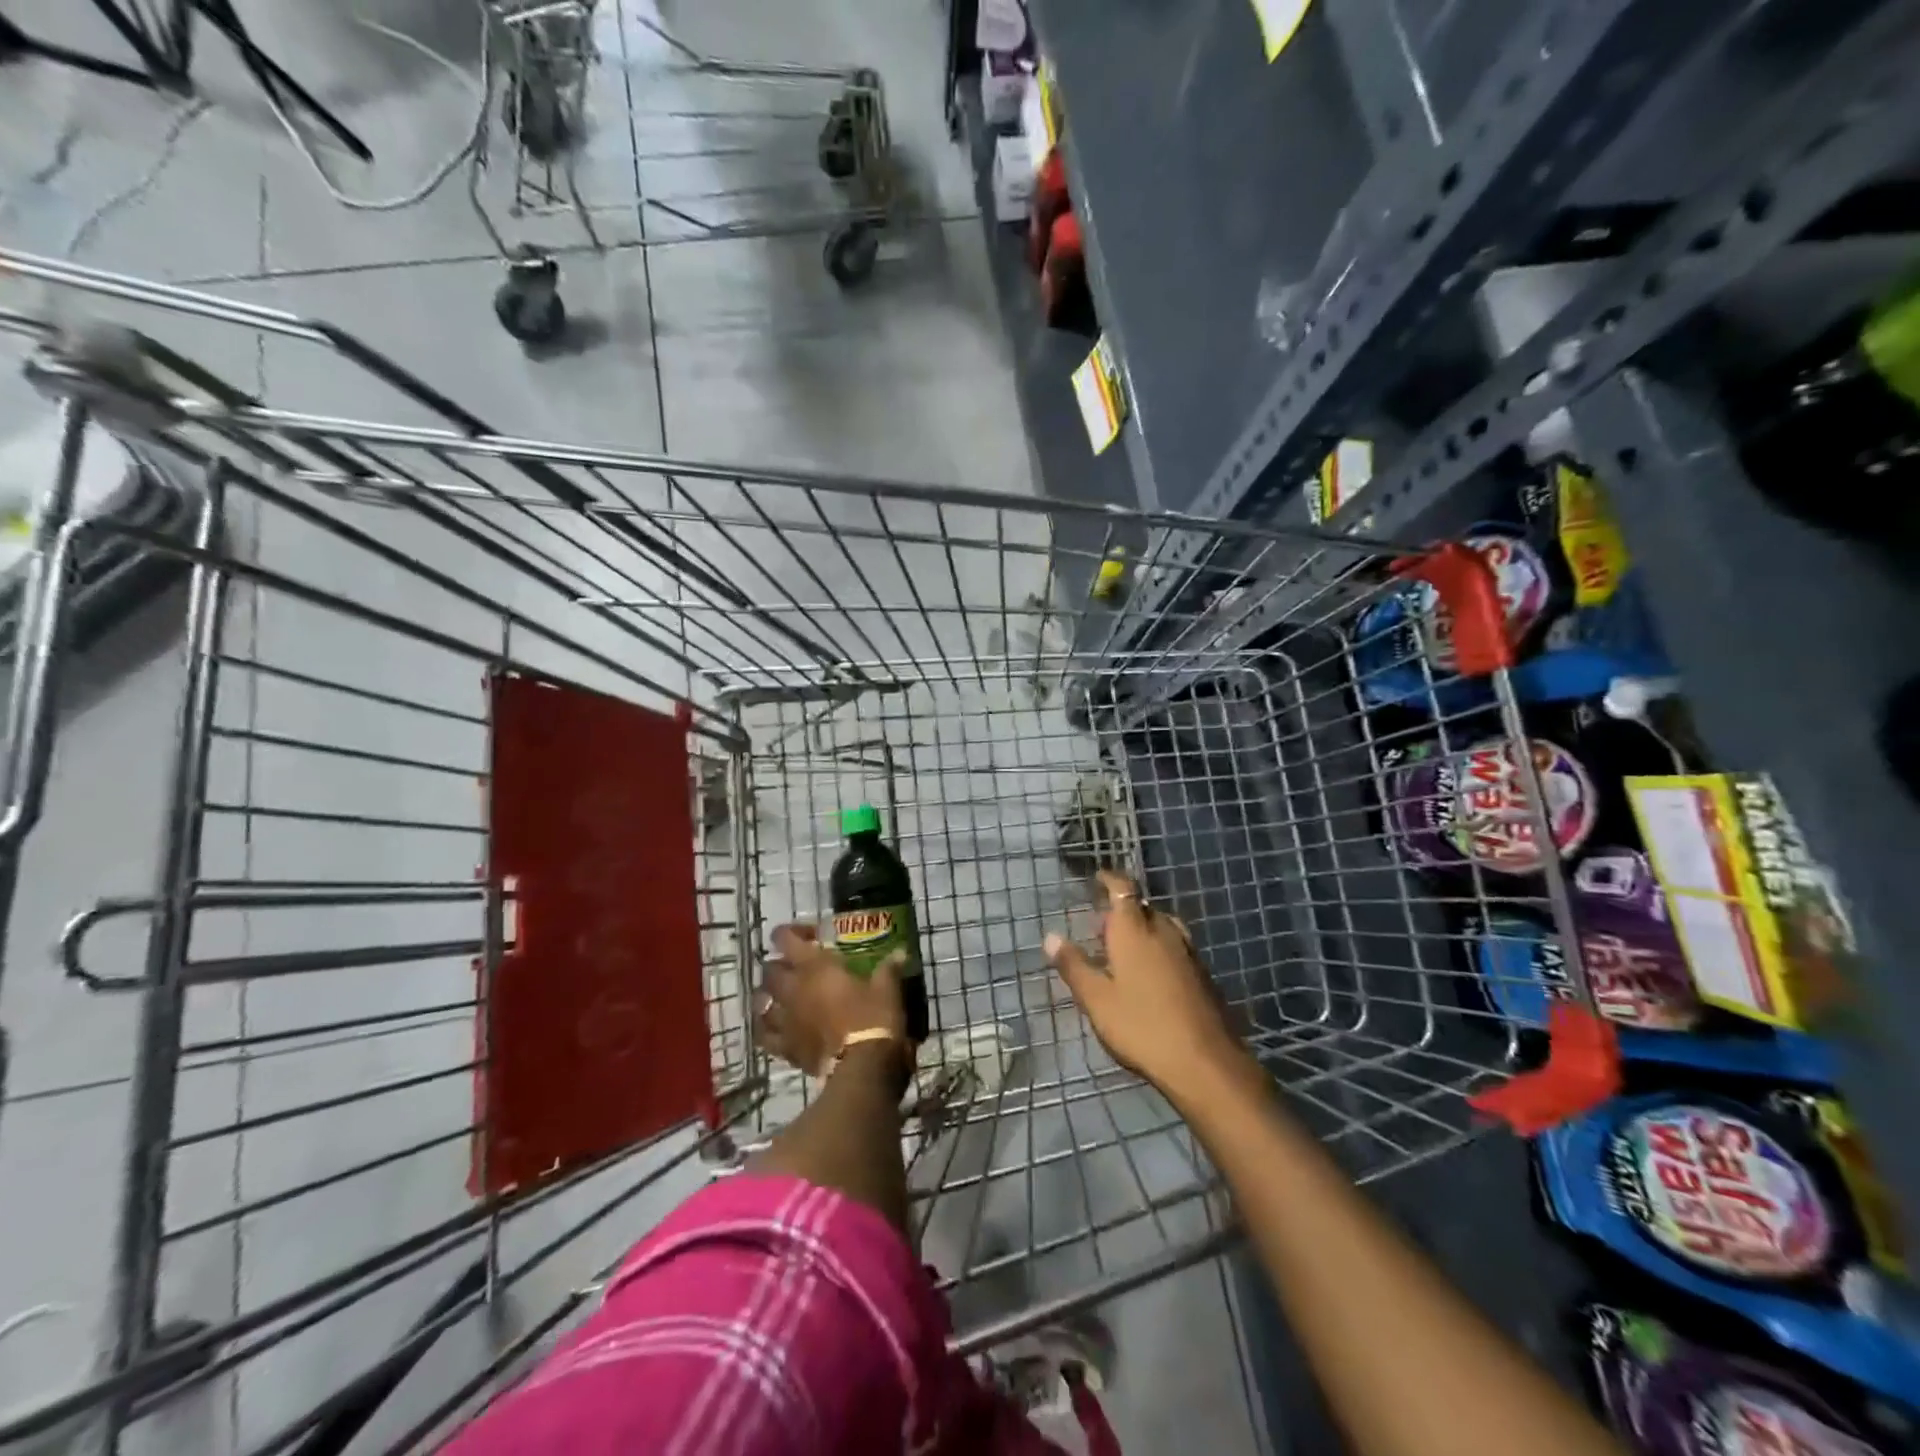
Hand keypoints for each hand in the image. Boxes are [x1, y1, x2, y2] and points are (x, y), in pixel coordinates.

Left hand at [756, 923, 907, 1078]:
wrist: (862, 1068)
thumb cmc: (873, 1019)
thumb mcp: (887, 988)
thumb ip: (889, 968)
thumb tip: (900, 953)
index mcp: (814, 967)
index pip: (784, 938)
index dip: (790, 932)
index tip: (809, 936)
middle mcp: (792, 989)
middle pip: (769, 970)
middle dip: (779, 965)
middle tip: (796, 968)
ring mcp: (785, 1020)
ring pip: (761, 1002)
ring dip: (768, 996)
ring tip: (781, 997)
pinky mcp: (786, 1048)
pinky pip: (765, 1036)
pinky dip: (767, 1029)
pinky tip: (776, 1028)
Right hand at [1045, 871, 1247, 1098]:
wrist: (1205, 1062)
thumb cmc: (1142, 1026)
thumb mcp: (1096, 999)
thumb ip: (1074, 966)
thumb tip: (1051, 937)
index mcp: (1135, 929)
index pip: (1122, 889)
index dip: (1110, 880)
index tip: (1098, 878)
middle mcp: (1164, 931)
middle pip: (1142, 907)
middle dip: (1121, 911)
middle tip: (1100, 930)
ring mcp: (1188, 952)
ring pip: (1162, 926)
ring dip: (1142, 929)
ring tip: (1124, 950)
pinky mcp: (1203, 975)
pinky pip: (1175, 947)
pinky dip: (1159, 948)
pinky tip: (1150, 975)